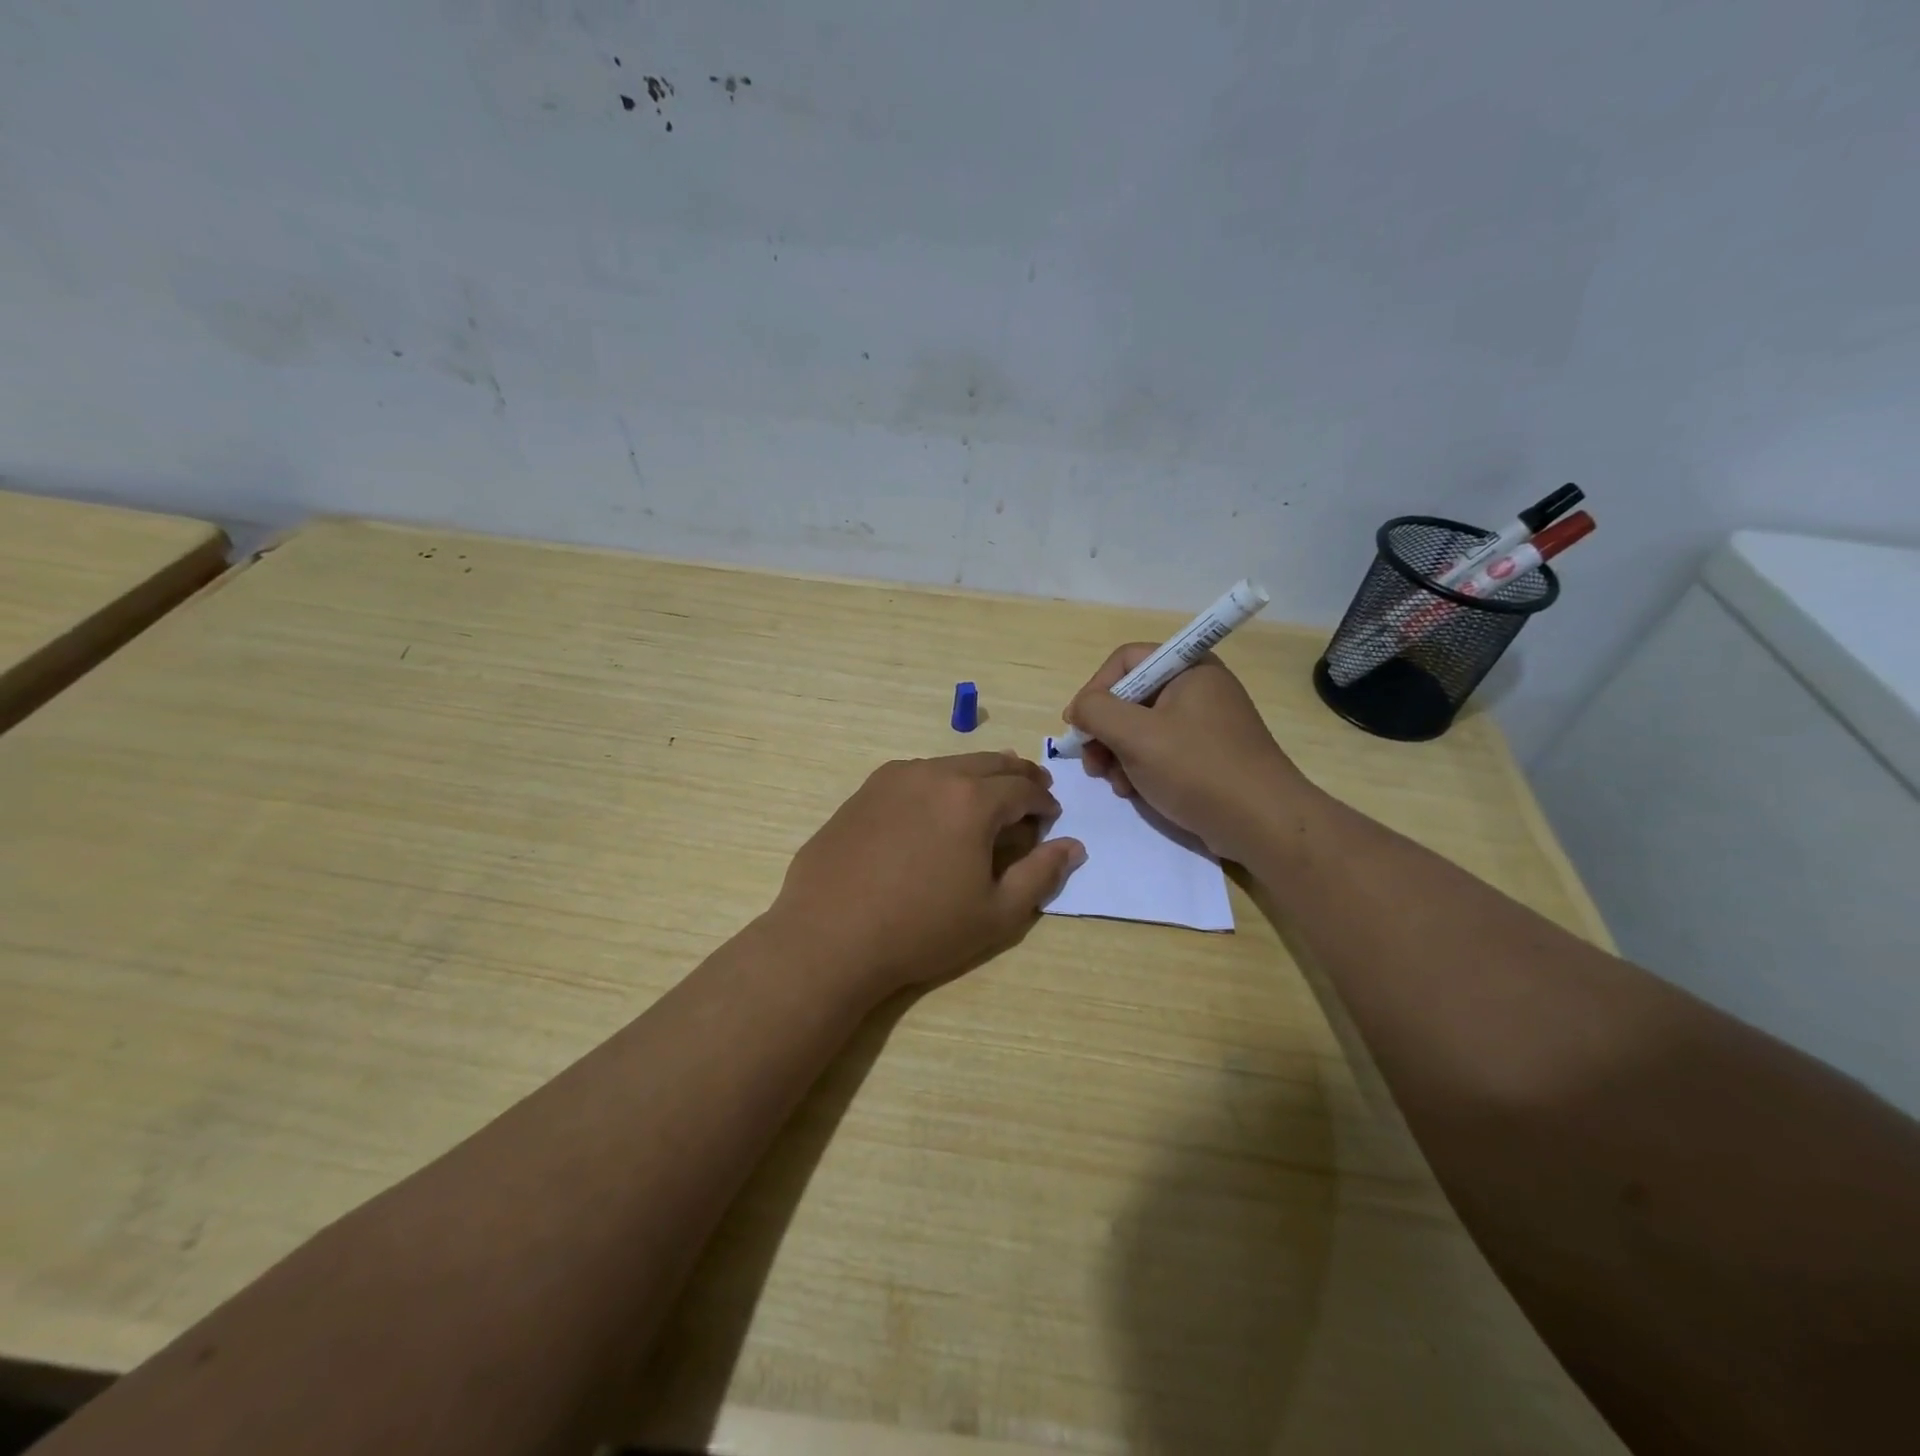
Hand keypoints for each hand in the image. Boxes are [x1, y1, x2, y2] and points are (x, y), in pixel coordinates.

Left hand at [768, 752, 1085, 996]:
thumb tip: (1073, 846)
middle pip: (989, 763)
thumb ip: (1041, 874)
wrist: (830, 936)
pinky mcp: (864, 792)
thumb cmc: (922, 930)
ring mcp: (893, 779)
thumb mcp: (997, 913)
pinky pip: (915, 776)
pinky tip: (935, 809)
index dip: (1044, 801)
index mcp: (972, 799)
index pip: (1023, 788)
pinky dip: (939, 783)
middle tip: (1032, 792)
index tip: (1051, 816)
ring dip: (977, 776)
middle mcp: (934, 774)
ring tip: (987, 798)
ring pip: (950, 765)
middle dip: (1017, 777)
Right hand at [1065, 646, 1312, 862]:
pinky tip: (1133, 791)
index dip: (1095, 689)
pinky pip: (1160, 750)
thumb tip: (1079, 709)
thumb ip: (1097, 711)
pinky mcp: (1206, 755)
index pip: (1126, 660)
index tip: (1078, 726)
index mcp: (1189, 669)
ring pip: (1141, 727)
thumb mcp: (1137, 736)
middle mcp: (1198, 688)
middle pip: (1131, 696)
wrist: (1263, 824)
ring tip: (1113, 783)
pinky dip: (1140, 768)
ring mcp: (1204, 723)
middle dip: (1104, 730)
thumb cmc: (1198, 770)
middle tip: (1091, 762)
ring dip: (1117, 754)